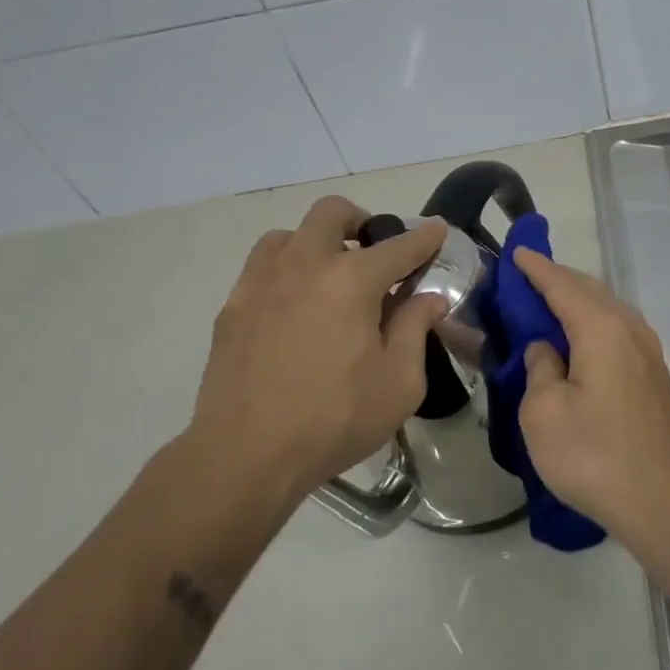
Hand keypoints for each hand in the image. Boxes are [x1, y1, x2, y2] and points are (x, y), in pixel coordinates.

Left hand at [185, 197, 448, 512]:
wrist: (244, 456)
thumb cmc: (334, 420)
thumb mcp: (399, 383)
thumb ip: (416, 329)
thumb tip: (429, 298)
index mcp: (351, 281)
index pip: (399, 246)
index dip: (424, 237)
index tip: (437, 230)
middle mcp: (304, 266)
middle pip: (332, 213)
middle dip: (361, 221)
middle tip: (374, 250)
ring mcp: (261, 283)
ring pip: (289, 235)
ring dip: (316, 243)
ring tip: (328, 276)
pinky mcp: (232, 308)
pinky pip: (261, 268)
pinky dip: (285, 271)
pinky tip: (293, 307)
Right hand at [511, 248, 669, 541]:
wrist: (661, 501)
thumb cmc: (593, 455)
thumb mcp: (543, 413)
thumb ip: (539, 368)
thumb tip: (547, 349)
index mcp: (600, 328)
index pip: (561, 285)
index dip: (536, 268)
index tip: (517, 252)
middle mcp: (629, 329)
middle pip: (589, 290)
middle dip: (558, 279)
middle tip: (526, 278)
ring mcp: (648, 352)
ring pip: (608, 309)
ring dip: (578, 300)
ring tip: (549, 305)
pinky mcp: (654, 375)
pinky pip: (618, 330)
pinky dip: (593, 322)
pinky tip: (580, 340)